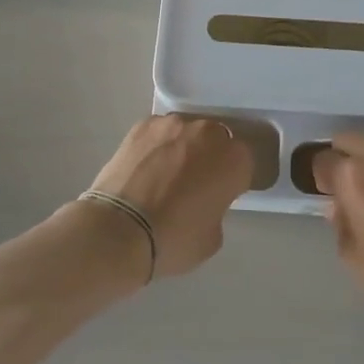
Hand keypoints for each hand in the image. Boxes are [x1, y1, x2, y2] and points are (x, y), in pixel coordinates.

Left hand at [85, 115, 253, 277]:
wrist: (119, 230)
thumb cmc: (174, 239)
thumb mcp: (213, 237)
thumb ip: (217, 208)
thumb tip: (204, 199)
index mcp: (234, 160)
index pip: (244, 163)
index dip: (234, 180)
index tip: (222, 195)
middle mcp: (208, 132)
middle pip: (217, 141)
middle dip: (210, 158)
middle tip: (194, 183)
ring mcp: (173, 124)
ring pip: (187, 133)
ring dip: (183, 148)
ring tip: (165, 174)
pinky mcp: (143, 125)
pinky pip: (159, 133)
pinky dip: (156, 146)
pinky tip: (144, 167)